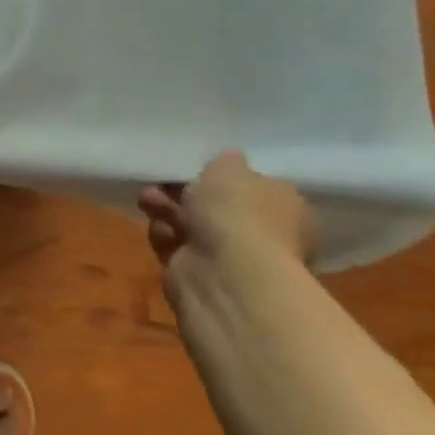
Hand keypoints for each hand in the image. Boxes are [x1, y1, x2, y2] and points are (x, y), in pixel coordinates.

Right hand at [137, 151, 315, 288]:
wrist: (225, 274)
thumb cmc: (238, 213)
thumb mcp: (229, 169)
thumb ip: (226, 161)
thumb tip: (229, 160)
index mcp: (286, 208)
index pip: (255, 187)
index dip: (225, 176)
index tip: (197, 166)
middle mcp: (263, 235)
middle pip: (216, 206)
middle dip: (184, 191)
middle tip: (163, 180)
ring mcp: (230, 258)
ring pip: (190, 224)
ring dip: (166, 208)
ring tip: (148, 199)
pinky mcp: (198, 274)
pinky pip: (175, 246)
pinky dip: (164, 235)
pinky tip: (162, 230)